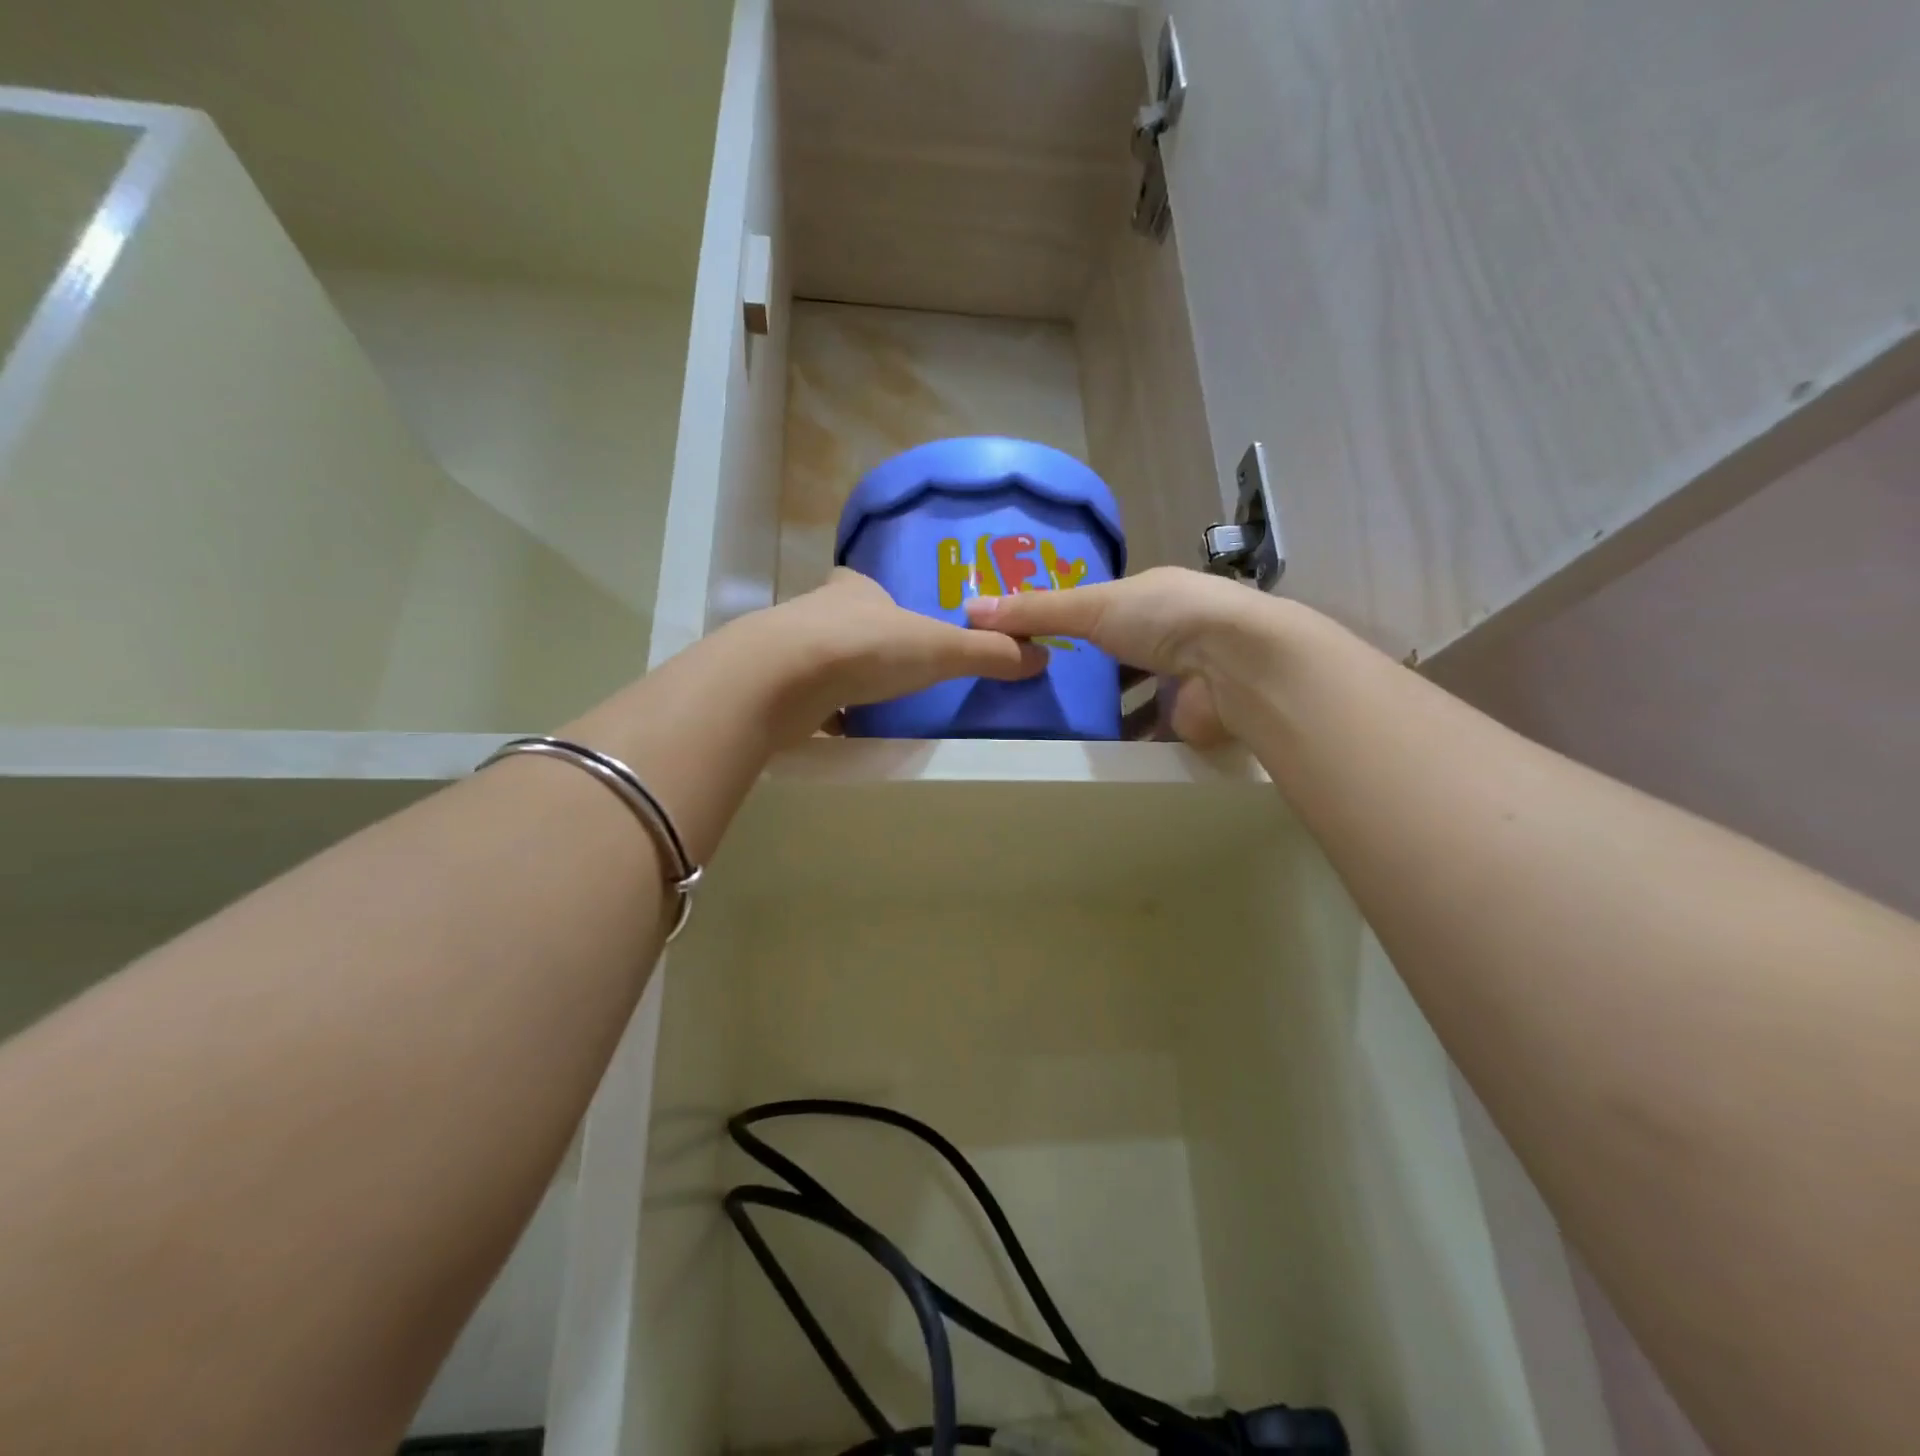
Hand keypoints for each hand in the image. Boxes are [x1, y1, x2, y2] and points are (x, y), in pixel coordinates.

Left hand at [752, 569, 1047, 739]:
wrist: (781, 679)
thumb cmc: (866, 649)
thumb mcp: (940, 650)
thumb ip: (988, 653)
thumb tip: (1042, 657)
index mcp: (854, 591)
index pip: (863, 584)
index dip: (878, 598)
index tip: (894, 618)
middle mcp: (816, 612)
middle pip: (840, 621)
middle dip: (860, 642)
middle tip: (888, 667)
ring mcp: (787, 649)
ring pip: (817, 659)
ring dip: (837, 676)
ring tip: (866, 700)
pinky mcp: (769, 687)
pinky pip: (800, 698)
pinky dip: (816, 711)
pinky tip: (835, 728)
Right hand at [964, 567, 1289, 743]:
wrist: (1236, 663)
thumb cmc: (1163, 619)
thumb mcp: (1090, 606)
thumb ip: (1035, 610)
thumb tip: (970, 609)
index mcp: (1154, 598)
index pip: (1108, 610)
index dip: (1075, 622)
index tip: (1038, 639)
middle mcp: (1174, 635)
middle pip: (1123, 655)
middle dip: (1091, 672)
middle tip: (1041, 689)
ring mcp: (1186, 679)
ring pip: (1140, 696)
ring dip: (1110, 710)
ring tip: (1059, 725)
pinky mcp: (1191, 720)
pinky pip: (1152, 731)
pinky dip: (1128, 740)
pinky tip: (1094, 751)